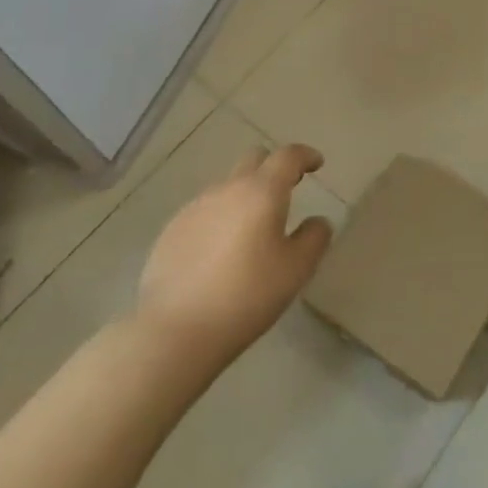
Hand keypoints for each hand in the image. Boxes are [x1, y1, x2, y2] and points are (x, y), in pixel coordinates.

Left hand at [131, 143, 333, 365]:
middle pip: (254, 160)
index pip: (288, 156)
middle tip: (286, 190)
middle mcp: (227, 189)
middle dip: (273, 168)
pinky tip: (219, 254)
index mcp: (261, 192)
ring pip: (227, 187)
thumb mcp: (296, 270)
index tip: (316, 163)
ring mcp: (194, 208)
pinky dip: (220, 220)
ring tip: (251, 231)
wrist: (174, 332)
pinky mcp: (171, 231)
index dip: (305, 155)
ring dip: (244, 197)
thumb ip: (314, 238)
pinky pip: (204, 212)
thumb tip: (317, 221)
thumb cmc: (246, 296)